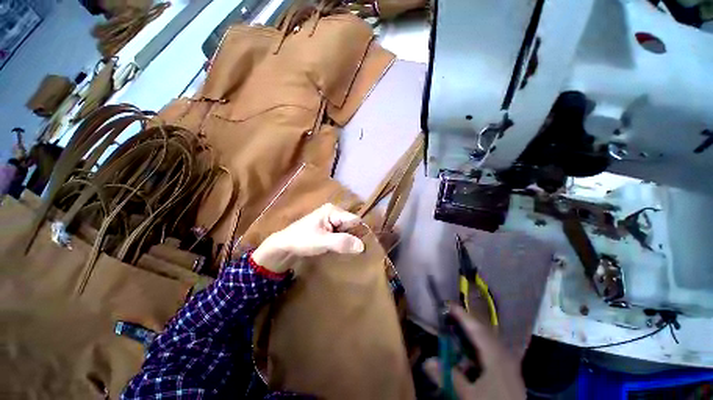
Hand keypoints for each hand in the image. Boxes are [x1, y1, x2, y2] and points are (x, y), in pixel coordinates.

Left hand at [251, 203, 364, 273]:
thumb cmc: (301, 240)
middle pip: (352, 224)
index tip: (364, 247)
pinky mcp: (329, 229)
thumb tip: (362, 246)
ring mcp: (331, 221)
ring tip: (348, 252)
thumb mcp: (322, 242)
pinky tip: (341, 250)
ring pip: (347, 231)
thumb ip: (342, 242)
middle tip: (355, 252)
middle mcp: (334, 213)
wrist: (284, 246)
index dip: (360, 232)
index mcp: (333, 211)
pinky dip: (343, 242)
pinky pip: (341, 234)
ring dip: (348, 241)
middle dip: (354, 237)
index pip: (354, 219)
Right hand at [424, 306, 525, 399]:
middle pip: (484, 332)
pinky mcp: (510, 371)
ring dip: (474, 334)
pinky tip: (473, 352)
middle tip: (452, 314)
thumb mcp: (469, 394)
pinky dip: (481, 346)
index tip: (449, 304)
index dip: (462, 315)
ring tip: (460, 329)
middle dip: (468, 322)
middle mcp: (504, 354)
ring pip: (489, 341)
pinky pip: (493, 350)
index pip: (476, 329)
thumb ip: (449, 375)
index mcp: (495, 355)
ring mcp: (510, 363)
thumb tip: (426, 360)